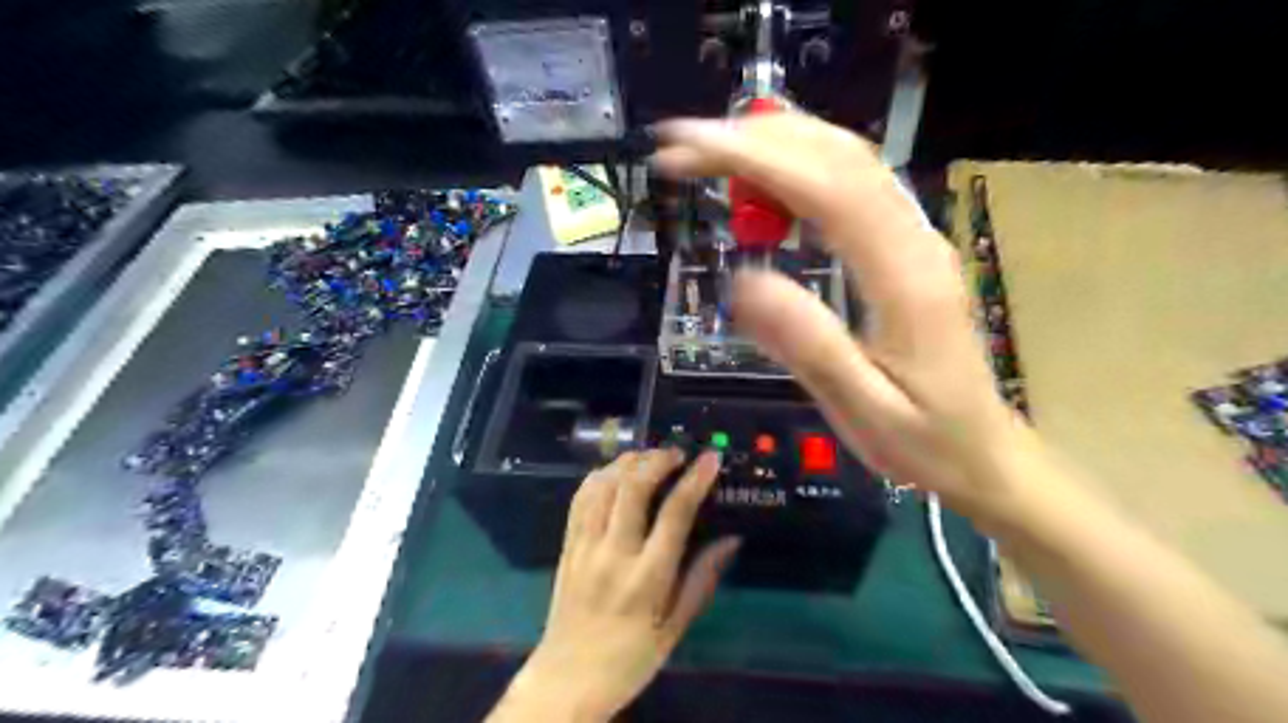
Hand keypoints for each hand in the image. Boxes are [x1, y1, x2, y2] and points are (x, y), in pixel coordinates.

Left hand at [492, 450, 738, 720]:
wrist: (568, 678)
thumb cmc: (631, 657)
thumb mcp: (676, 627)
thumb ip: (702, 578)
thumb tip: (731, 539)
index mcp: (648, 578)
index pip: (675, 514)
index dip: (695, 480)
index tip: (709, 458)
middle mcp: (614, 554)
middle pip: (633, 487)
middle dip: (658, 460)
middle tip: (676, 453)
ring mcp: (585, 546)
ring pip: (604, 485)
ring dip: (628, 462)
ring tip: (648, 457)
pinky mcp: (567, 545)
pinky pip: (580, 498)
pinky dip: (599, 476)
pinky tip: (614, 472)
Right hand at [657, 112, 1027, 520]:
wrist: (986, 453)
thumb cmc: (925, 441)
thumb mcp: (864, 410)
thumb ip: (808, 345)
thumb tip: (744, 282)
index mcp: (905, 277)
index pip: (825, 187)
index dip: (751, 157)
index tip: (684, 150)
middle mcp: (914, 240)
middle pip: (837, 155)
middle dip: (754, 138)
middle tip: (684, 149)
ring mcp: (914, 239)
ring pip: (847, 160)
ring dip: (777, 144)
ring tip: (712, 156)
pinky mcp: (905, 249)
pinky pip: (851, 187)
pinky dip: (799, 169)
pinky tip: (765, 185)